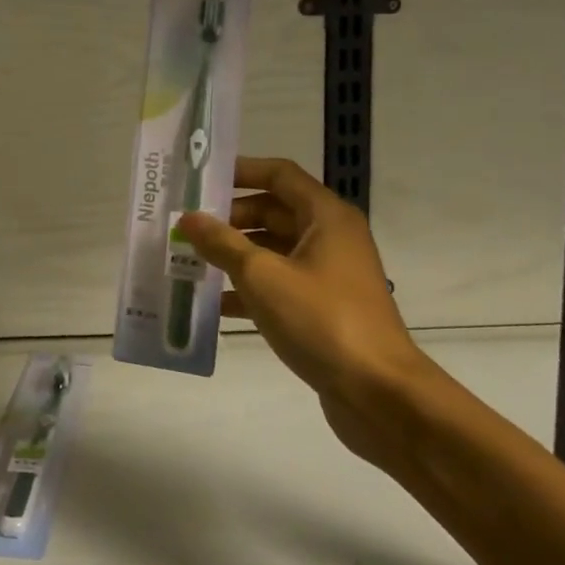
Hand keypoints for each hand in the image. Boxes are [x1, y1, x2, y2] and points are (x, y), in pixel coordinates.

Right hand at [177, 156, 443, 469]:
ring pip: (273, 251)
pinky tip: (212, 305)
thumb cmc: (322, 320)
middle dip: (229, 218)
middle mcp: (330, 238)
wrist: (379, 393)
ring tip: (189, 262)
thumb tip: (188, 218)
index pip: (279, 174)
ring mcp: (328, 275)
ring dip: (234, 255)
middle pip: (273, 212)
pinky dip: (248, 290)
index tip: (200, 180)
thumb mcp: (262, 276)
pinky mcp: (323, 308)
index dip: (241, 171)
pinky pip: (278, 285)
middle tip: (186, 227)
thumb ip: (222, 244)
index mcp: (326, 217)